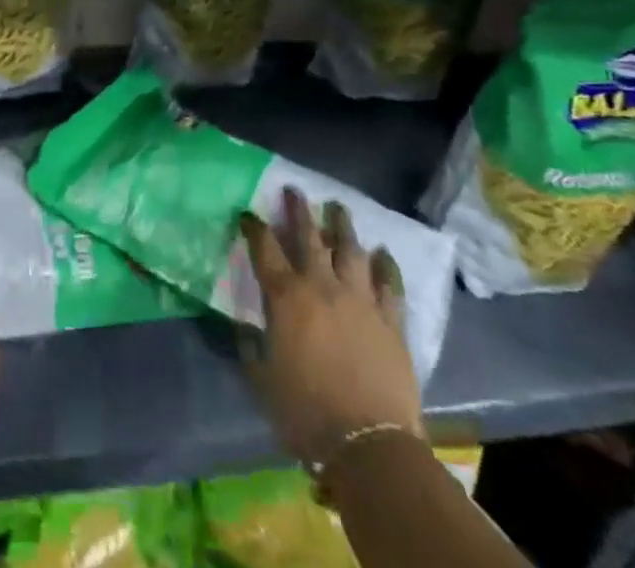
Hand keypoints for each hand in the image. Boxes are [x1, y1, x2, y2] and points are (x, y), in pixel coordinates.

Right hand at [239, 188, 422, 462]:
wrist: (368, 444)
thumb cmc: (304, 411)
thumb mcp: (261, 378)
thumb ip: (250, 344)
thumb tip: (243, 325)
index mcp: (285, 296)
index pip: (264, 248)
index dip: (254, 227)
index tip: (248, 213)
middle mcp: (321, 285)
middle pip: (309, 236)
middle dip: (299, 210)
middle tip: (294, 190)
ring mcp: (360, 299)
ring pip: (350, 250)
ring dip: (342, 226)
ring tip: (338, 208)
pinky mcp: (391, 321)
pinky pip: (389, 284)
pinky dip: (386, 265)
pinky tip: (383, 252)